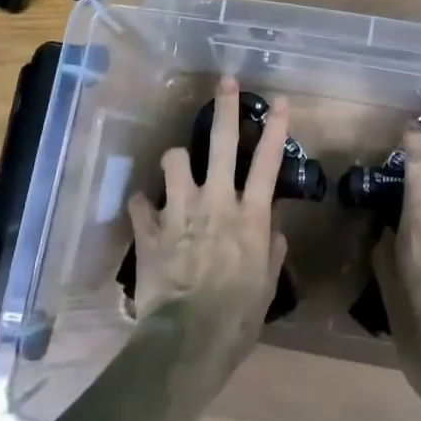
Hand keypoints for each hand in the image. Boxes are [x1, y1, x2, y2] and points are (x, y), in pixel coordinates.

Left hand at [126, 76, 288, 363]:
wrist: (188, 340)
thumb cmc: (237, 318)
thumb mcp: (266, 285)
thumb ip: (271, 250)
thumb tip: (274, 228)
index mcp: (250, 215)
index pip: (268, 162)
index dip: (276, 128)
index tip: (280, 100)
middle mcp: (216, 201)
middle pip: (222, 142)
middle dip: (225, 107)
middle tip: (226, 81)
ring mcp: (180, 210)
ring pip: (175, 159)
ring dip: (176, 160)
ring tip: (178, 167)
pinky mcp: (150, 227)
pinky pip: (139, 201)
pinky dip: (143, 204)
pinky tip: (144, 211)